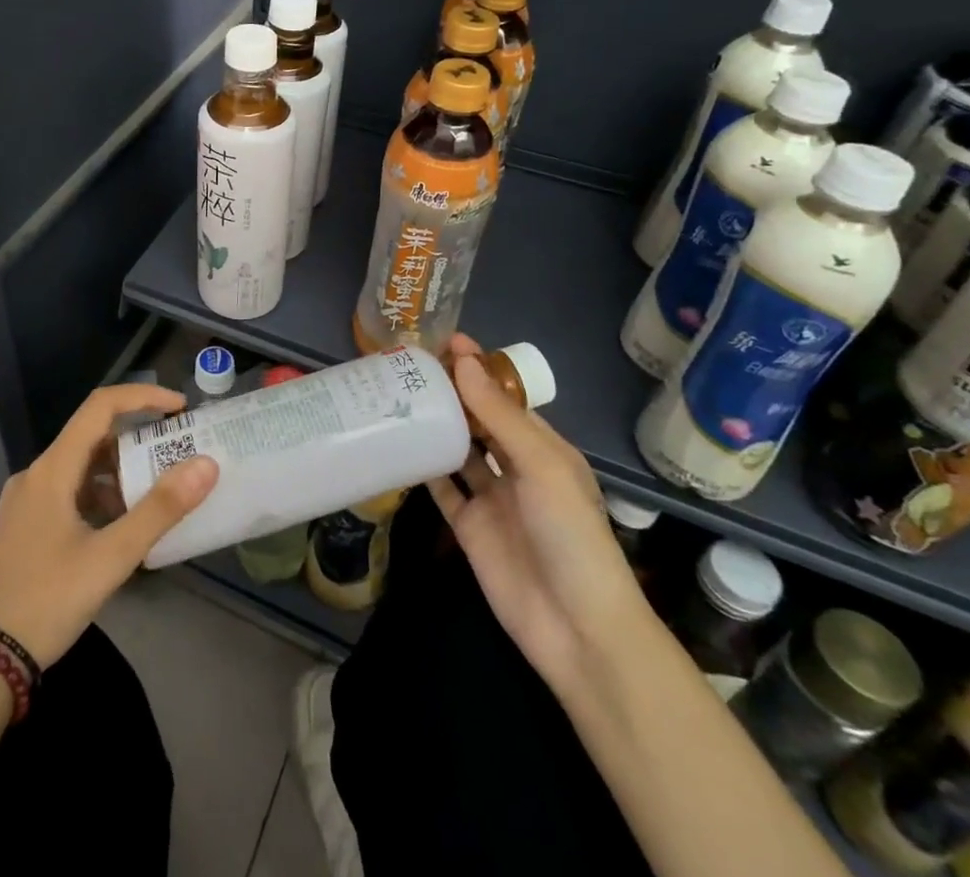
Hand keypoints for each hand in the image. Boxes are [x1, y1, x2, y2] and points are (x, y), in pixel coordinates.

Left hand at [0, 384, 218, 666]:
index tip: (180, 409)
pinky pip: (68, 492)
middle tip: (177, 453)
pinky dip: (99, 496)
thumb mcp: (110, 558)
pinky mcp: (23, 526)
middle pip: (92, 436)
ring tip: (157, 494)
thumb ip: (159, 510)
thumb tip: (205, 464)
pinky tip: (120, 527)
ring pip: (81, 467)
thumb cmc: (46, 602)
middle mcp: (36, 474)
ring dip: (119, 472)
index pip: (101, 406)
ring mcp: (25, 501)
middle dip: (137, 439)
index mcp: (52, 469)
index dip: (143, 398)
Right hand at [426, 334, 648, 691]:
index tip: (443, 342)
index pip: (505, 399)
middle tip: (407, 364)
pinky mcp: (468, 526)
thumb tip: (462, 360)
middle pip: (478, 421)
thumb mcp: (541, 466)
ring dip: (433, 425)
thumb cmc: (570, 535)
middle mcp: (515, 468)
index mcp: (543, 448)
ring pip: (456, 450)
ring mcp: (491, 498)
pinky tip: (394, 443)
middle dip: (450, 393)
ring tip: (393, 393)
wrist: (576, 628)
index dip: (477, 371)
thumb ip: (499, 415)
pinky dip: (421, 466)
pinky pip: (441, 488)